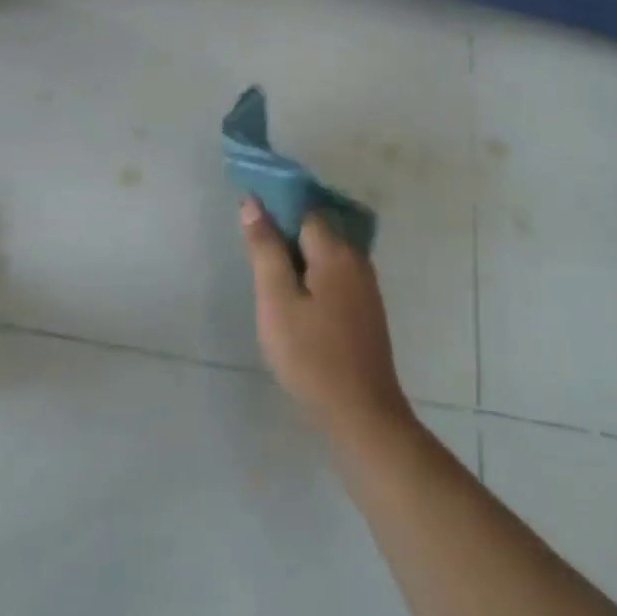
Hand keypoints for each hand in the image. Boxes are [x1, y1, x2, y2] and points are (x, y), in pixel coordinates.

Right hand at [239, 198, 412, 441]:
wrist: (361, 413)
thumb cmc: (311, 356)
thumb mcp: (276, 302)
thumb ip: (265, 250)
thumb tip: (253, 203)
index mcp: (336, 251)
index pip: (303, 210)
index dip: (275, 211)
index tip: (250, 228)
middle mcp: (357, 259)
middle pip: (316, 230)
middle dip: (285, 235)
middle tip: (255, 261)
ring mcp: (365, 285)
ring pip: (326, 254)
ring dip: (298, 259)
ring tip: (271, 283)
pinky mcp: (366, 308)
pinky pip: (335, 275)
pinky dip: (313, 277)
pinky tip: (297, 302)